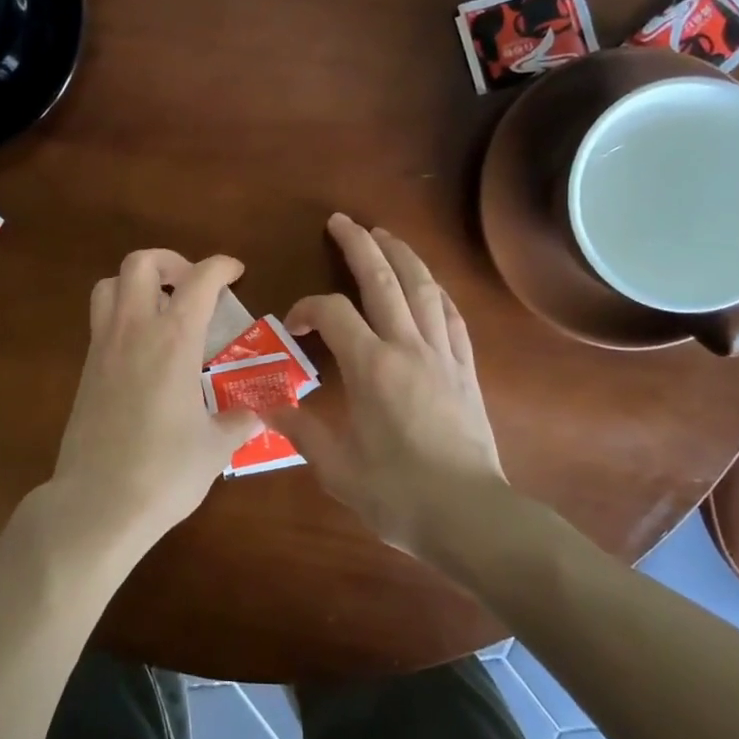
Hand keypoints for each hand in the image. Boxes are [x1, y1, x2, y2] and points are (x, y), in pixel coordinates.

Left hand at [48, 249, 263, 549]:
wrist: (98, 503)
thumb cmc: (165, 471)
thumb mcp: (215, 447)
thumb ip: (238, 422)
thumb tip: (257, 415)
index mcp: (173, 340)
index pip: (199, 280)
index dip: (220, 266)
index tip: (235, 271)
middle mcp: (134, 331)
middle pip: (139, 263)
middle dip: (169, 261)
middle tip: (191, 285)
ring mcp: (103, 347)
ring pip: (109, 285)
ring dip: (137, 283)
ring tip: (161, 307)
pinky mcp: (86, 370)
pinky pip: (100, 321)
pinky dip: (122, 315)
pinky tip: (144, 349)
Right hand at [269, 214, 509, 557]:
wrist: (471, 518)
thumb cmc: (398, 494)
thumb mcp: (337, 468)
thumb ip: (301, 430)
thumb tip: (267, 405)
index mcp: (371, 366)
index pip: (332, 312)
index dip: (307, 307)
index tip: (294, 325)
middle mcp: (407, 347)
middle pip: (383, 280)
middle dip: (360, 245)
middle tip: (343, 221)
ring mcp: (442, 354)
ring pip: (422, 288)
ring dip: (402, 256)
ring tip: (385, 235)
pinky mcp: (466, 369)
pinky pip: (451, 317)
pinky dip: (436, 292)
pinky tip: (429, 285)